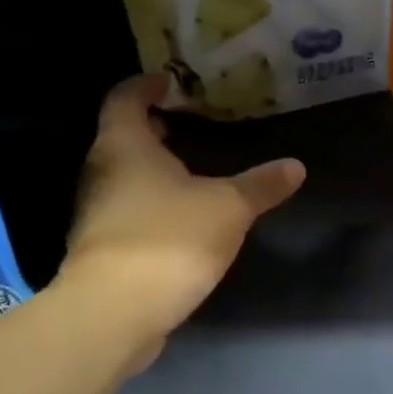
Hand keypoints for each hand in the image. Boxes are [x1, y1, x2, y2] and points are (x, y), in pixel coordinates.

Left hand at [61, 74, 305, 345]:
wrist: (115, 313)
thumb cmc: (170, 239)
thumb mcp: (229, 207)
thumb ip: (261, 185)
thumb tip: (296, 166)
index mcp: (125, 146)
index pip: (125, 98)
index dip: (146, 85)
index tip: (169, 80)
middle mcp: (102, 172)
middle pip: (122, 137)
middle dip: (153, 129)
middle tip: (189, 124)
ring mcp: (96, 213)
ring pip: (124, 177)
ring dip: (152, 170)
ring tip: (191, 171)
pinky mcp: (102, 249)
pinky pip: (127, 210)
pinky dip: (151, 204)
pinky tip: (181, 219)